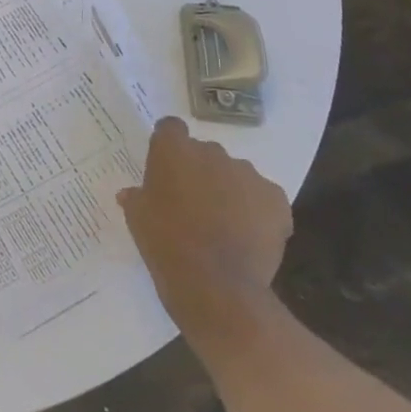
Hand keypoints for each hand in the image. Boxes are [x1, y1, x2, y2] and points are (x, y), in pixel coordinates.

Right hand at [119, 117, 291, 342]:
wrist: (216, 284)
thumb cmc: (166, 243)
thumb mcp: (137, 217)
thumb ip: (137, 197)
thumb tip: (134, 194)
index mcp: (173, 150)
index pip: (170, 128)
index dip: (169, 144)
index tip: (166, 165)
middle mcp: (211, 152)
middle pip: (205, 152)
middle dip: (200, 171)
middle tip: (193, 201)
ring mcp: (247, 174)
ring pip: (236, 174)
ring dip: (229, 189)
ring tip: (224, 223)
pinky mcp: (276, 200)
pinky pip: (263, 197)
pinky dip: (257, 211)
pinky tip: (248, 235)